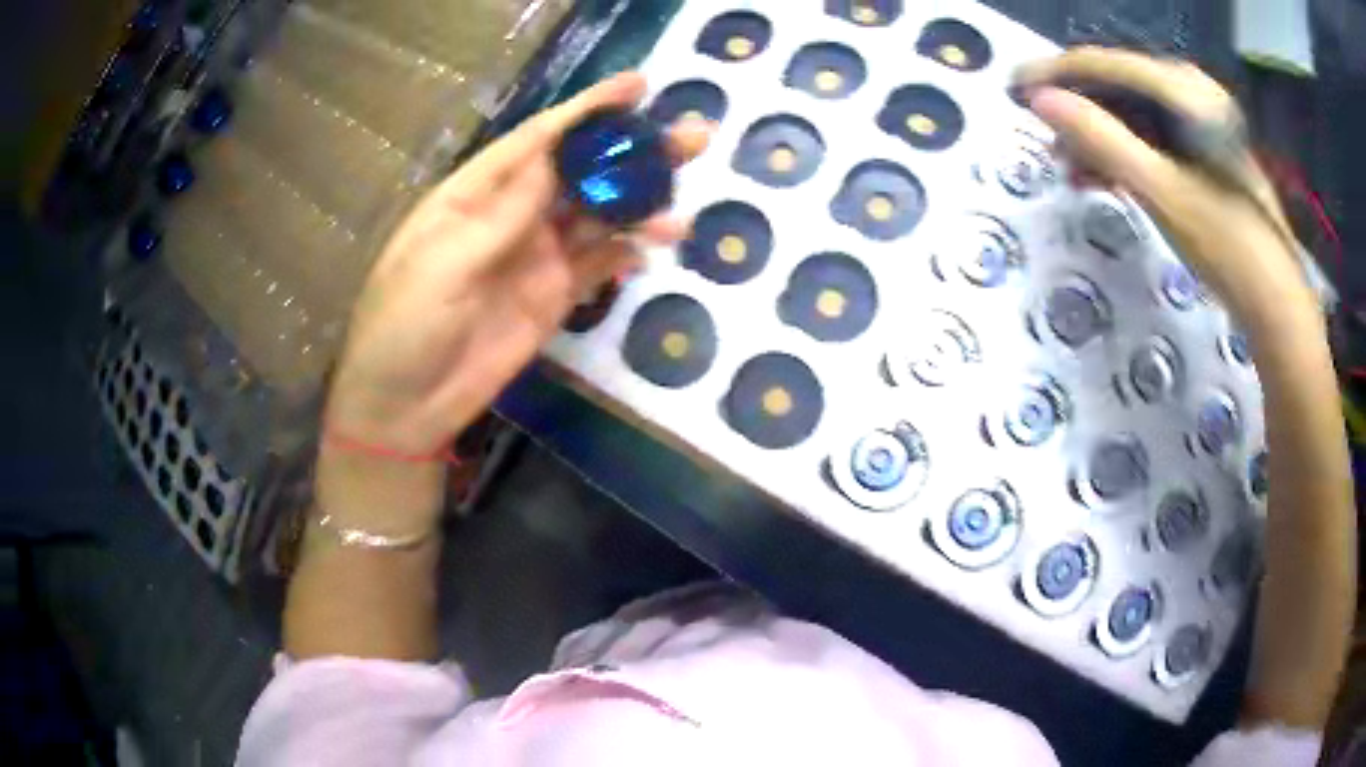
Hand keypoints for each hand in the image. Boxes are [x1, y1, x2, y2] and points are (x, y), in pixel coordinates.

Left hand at [324, 73, 709, 456]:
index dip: (587, 110)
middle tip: (691, 137)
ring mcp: (536, 256)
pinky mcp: (553, 296)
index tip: (638, 87)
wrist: (404, 406)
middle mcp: (511, 215)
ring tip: (684, 204)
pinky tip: (656, 246)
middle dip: (631, 152)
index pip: (539, 139)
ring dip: (641, 204)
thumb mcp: (442, 264)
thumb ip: (502, 215)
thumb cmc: (404, 326)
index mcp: (474, 193)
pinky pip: (599, 265)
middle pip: (580, 172)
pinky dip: (627, 252)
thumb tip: (556, 161)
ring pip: (598, 216)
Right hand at [1013, 48, 1312, 330]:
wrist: (1277, 303)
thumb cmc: (1227, 247)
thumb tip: (1041, 101)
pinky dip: (1125, 155)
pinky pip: (1152, 137)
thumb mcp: (1162, 192)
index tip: (1013, 91)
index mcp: (1186, 90)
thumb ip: (1101, 140)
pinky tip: (1104, 177)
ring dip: (1099, 139)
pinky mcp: (1204, 150)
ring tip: (1071, 171)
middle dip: (1078, 112)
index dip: (1055, 75)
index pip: (1105, 65)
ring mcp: (1201, 120)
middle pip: (1118, 86)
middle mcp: (1192, 92)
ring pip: (1133, 114)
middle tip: (1044, 141)